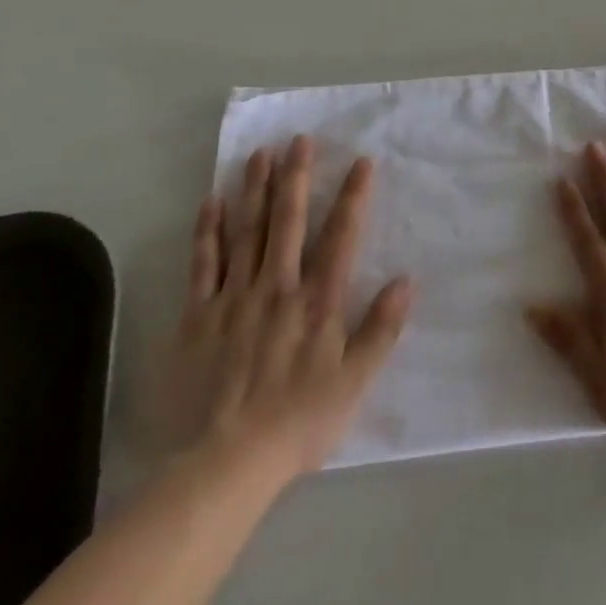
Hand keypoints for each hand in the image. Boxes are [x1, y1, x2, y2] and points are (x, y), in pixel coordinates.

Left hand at [159, 134, 413, 487]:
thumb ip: (382, 329)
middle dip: (296, 177)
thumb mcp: (355, 382)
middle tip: (299, 139)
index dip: (353, 196)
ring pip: (247, 231)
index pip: (340, 235)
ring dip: (255, 190)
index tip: (361, 160)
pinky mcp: (198, 317)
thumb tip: (407, 280)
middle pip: (288, 220)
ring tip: (260, 154)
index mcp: (317, 300)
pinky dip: (207, 231)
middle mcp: (278, 286)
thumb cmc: (298, 423)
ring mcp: (235, 298)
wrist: (224, 465)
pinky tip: (211, 202)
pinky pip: (203, 265)